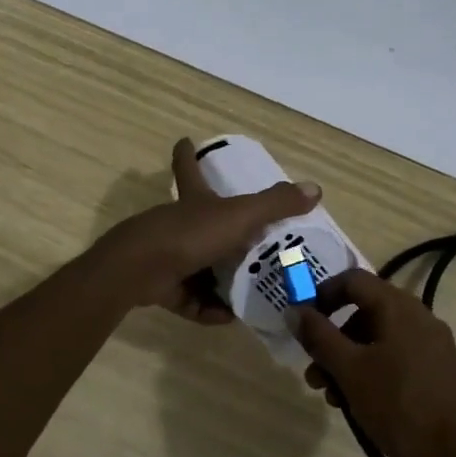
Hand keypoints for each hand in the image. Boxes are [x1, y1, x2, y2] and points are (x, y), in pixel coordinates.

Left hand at [94, 138, 320, 321]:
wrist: (139, 271)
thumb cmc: (189, 234)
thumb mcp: (239, 216)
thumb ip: (275, 204)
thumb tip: (316, 188)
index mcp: (193, 200)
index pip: (189, 168)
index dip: (188, 153)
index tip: (185, 140)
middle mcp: (178, 223)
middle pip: (200, 222)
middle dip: (223, 233)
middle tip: (255, 244)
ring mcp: (167, 255)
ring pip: (199, 266)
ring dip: (222, 280)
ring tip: (253, 290)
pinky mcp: (162, 287)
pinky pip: (191, 299)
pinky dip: (210, 308)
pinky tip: (231, 316)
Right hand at [294, 270, 455, 456]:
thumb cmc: (398, 406)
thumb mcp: (349, 371)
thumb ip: (319, 337)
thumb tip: (294, 310)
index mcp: (399, 307)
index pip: (353, 280)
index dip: (322, 295)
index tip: (303, 325)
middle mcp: (419, 316)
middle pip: (364, 312)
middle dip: (332, 340)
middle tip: (314, 374)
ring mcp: (433, 344)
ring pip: (378, 339)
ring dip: (349, 360)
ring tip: (333, 398)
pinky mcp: (439, 371)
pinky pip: (397, 357)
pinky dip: (372, 371)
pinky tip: (360, 404)